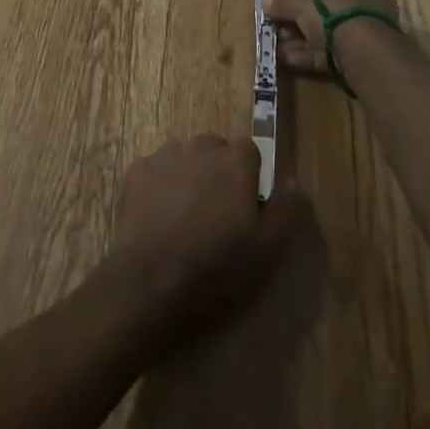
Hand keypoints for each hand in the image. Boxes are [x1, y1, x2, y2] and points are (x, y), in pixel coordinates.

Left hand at [110, 136, 296, 333]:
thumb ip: (284, 210)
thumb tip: (292, 182)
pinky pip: (157, 170)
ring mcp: (165, 155)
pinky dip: (160, 186)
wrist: (150, 281)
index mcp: (235, 161)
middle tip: (215, 213)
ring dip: (189, 176)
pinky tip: (158, 218)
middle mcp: (201, 146)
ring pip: (185, 157)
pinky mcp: (137, 169)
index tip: (245, 206)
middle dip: (218, 173)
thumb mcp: (266, 250)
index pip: (250, 150)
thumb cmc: (216, 267)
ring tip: (185, 218)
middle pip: (216, 149)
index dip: (249, 176)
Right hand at [263, 0, 403, 82]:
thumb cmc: (333, 11)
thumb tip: (265, 2)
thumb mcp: (300, 3)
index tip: (283, 9)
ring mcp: (370, 28)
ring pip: (329, 34)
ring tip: (279, 51)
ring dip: (302, 42)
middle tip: (277, 32)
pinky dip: (313, 55)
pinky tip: (290, 62)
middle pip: (325, 10)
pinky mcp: (367, 54)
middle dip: (298, 24)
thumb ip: (282, 2)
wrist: (364, 50)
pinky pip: (335, 51)